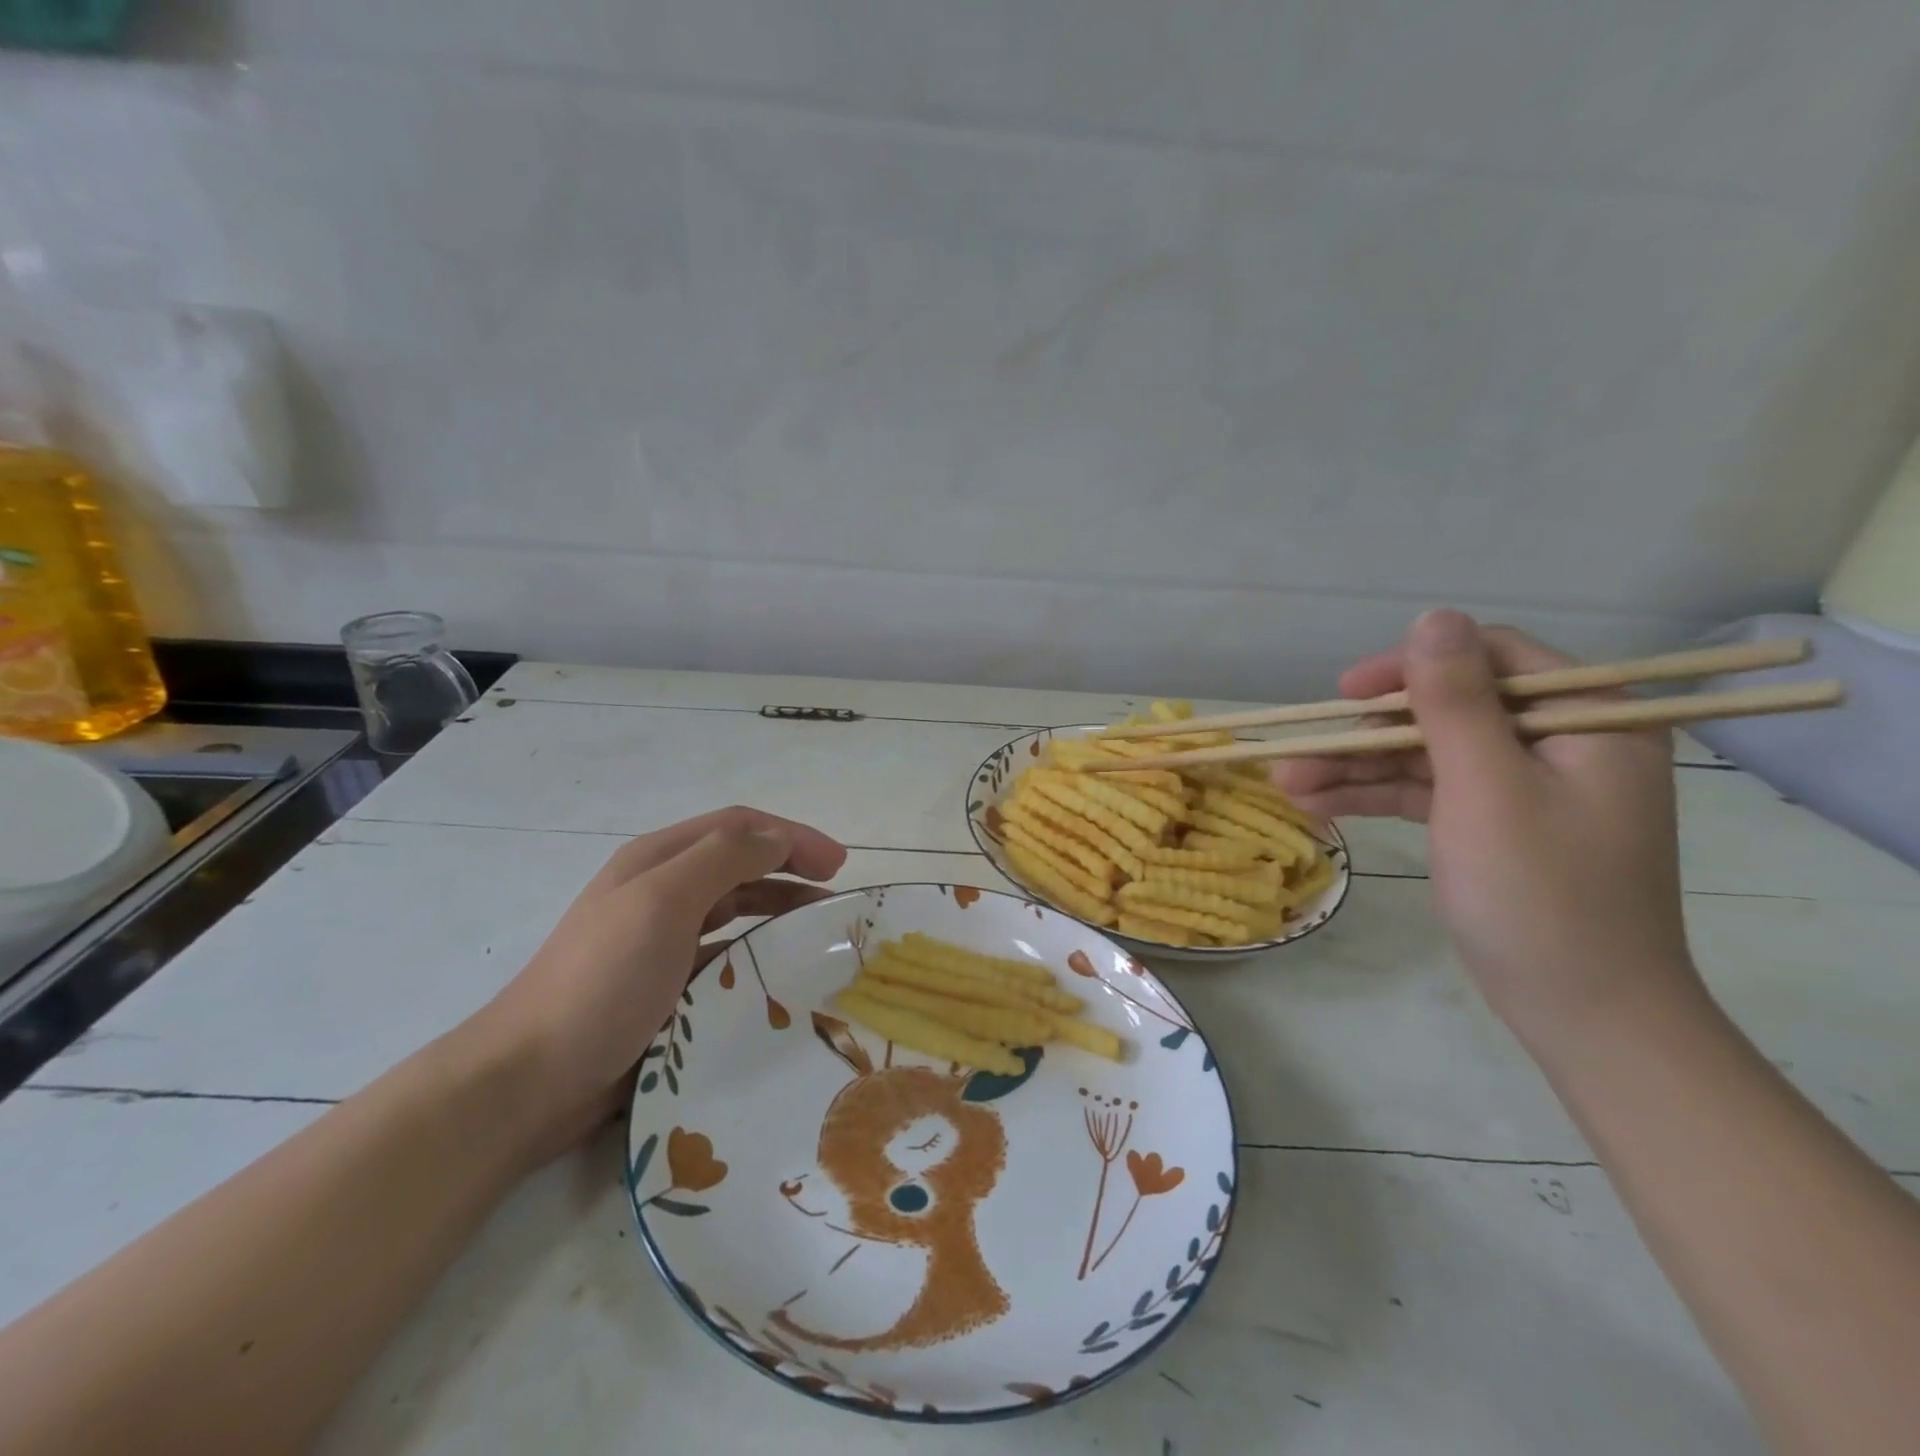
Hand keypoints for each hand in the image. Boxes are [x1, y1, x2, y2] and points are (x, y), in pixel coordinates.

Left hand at [468, 808, 846, 1161]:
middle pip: (740, 865)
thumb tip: (779, 837)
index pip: (739, 827)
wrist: (529, 1081)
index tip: (838, 864)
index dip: (791, 836)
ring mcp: (660, 941)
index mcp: (658, 860)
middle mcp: (661, 891)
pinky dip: (757, 956)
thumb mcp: (663, 903)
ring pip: (735, 911)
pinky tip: (778, 976)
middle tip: (837, 899)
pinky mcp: (665, 987)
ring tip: (818, 934)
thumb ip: (723, 859)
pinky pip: (724, 958)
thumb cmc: (602, 980)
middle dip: (791, 869)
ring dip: (779, 911)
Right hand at [1273, 611, 1699, 1044]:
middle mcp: (1561, 742)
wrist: (1583, 1014)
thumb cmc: (1541, 894)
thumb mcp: (1488, 788)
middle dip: (1366, 734)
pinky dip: (1377, 796)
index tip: (1346, 693)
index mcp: (1590, 720)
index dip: (1411, 667)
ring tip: (1287, 786)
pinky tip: (1319, 806)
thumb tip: (1432, 616)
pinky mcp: (1494, 823)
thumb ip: (1455, 701)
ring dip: (1357, 769)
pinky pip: (1428, 792)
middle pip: (1446, 710)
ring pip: (1426, 755)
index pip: (1491, 659)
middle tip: (1298, 753)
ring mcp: (1524, 786)